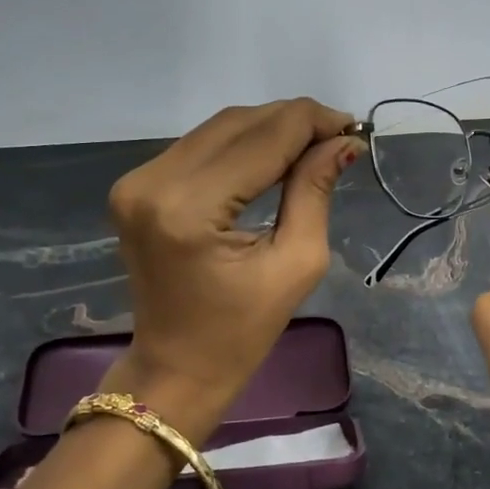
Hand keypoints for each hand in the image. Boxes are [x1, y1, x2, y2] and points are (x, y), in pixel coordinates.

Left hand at [101, 98, 363, 441]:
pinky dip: (240, 144)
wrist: (175, 367)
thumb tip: (343, 141)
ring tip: (313, 144)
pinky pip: (199, 146)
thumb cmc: (242, 332)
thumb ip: (315, 191)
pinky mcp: (135, 186)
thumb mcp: (296, 263)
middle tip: (338, 135)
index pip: (264, 138)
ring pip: (218, 128)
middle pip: (238, 123)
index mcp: (191, 208)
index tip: (354, 128)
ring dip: (269, 128)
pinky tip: (273, 155)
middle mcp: (154, 182)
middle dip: (294, 121)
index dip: (313, 123)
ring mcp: (137, 181)